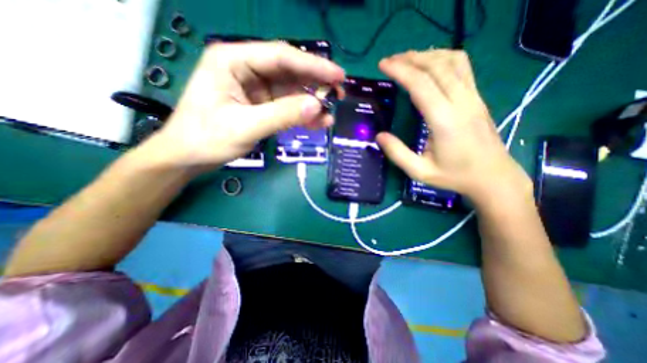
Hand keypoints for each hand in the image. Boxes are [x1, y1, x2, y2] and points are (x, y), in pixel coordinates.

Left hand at [149, 41, 345, 171]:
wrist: (188, 157)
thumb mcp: (245, 126)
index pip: (281, 56)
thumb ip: (282, 115)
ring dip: (311, 103)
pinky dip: (302, 114)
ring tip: (329, 116)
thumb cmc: (207, 138)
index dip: (313, 65)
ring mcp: (255, 89)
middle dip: (315, 83)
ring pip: (290, 91)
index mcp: (234, 61)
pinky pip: (286, 106)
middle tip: (339, 95)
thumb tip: (317, 106)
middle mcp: (247, 69)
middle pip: (289, 72)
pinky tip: (316, 122)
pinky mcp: (261, 105)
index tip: (338, 75)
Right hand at [375, 50, 530, 205]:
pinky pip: (463, 67)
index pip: (421, 85)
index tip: (383, 65)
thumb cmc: (454, 176)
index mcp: (444, 121)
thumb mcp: (420, 172)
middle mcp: (461, 102)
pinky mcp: (477, 97)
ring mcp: (473, 97)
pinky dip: (443, 58)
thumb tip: (379, 136)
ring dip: (427, 56)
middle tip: (390, 61)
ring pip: (452, 61)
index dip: (401, 71)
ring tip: (407, 60)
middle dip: (410, 59)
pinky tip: (431, 64)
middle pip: (436, 66)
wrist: (493, 177)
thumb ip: (398, 154)